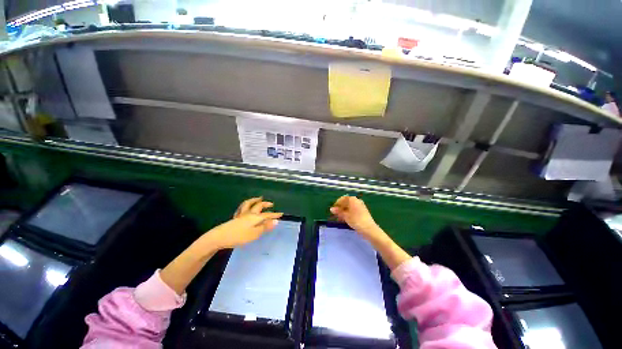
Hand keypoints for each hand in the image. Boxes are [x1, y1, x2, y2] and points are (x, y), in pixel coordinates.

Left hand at [205, 197, 282, 249]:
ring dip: (255, 200)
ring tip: (259, 198)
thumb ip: (265, 227)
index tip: (281, 214)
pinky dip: (246, 205)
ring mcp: (241, 214)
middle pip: (259, 206)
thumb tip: (276, 221)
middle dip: (265, 204)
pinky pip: (242, 208)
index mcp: (255, 217)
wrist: (219, 237)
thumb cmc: (239, 236)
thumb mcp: (255, 234)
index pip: (267, 215)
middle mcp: (249, 213)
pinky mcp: (235, 218)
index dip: (275, 214)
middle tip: (271, 204)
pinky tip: (246, 207)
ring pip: (249, 204)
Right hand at [330, 195, 409, 269]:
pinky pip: (353, 211)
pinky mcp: (363, 212)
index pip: (342, 199)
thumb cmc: (356, 221)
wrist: (369, 230)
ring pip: (350, 207)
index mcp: (352, 199)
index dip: (337, 204)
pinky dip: (349, 214)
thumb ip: (338, 212)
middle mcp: (357, 201)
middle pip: (346, 203)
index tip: (333, 211)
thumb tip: (331, 209)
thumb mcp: (345, 216)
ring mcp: (361, 206)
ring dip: (344, 212)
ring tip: (340, 219)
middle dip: (340, 209)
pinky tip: (346, 220)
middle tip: (336, 216)